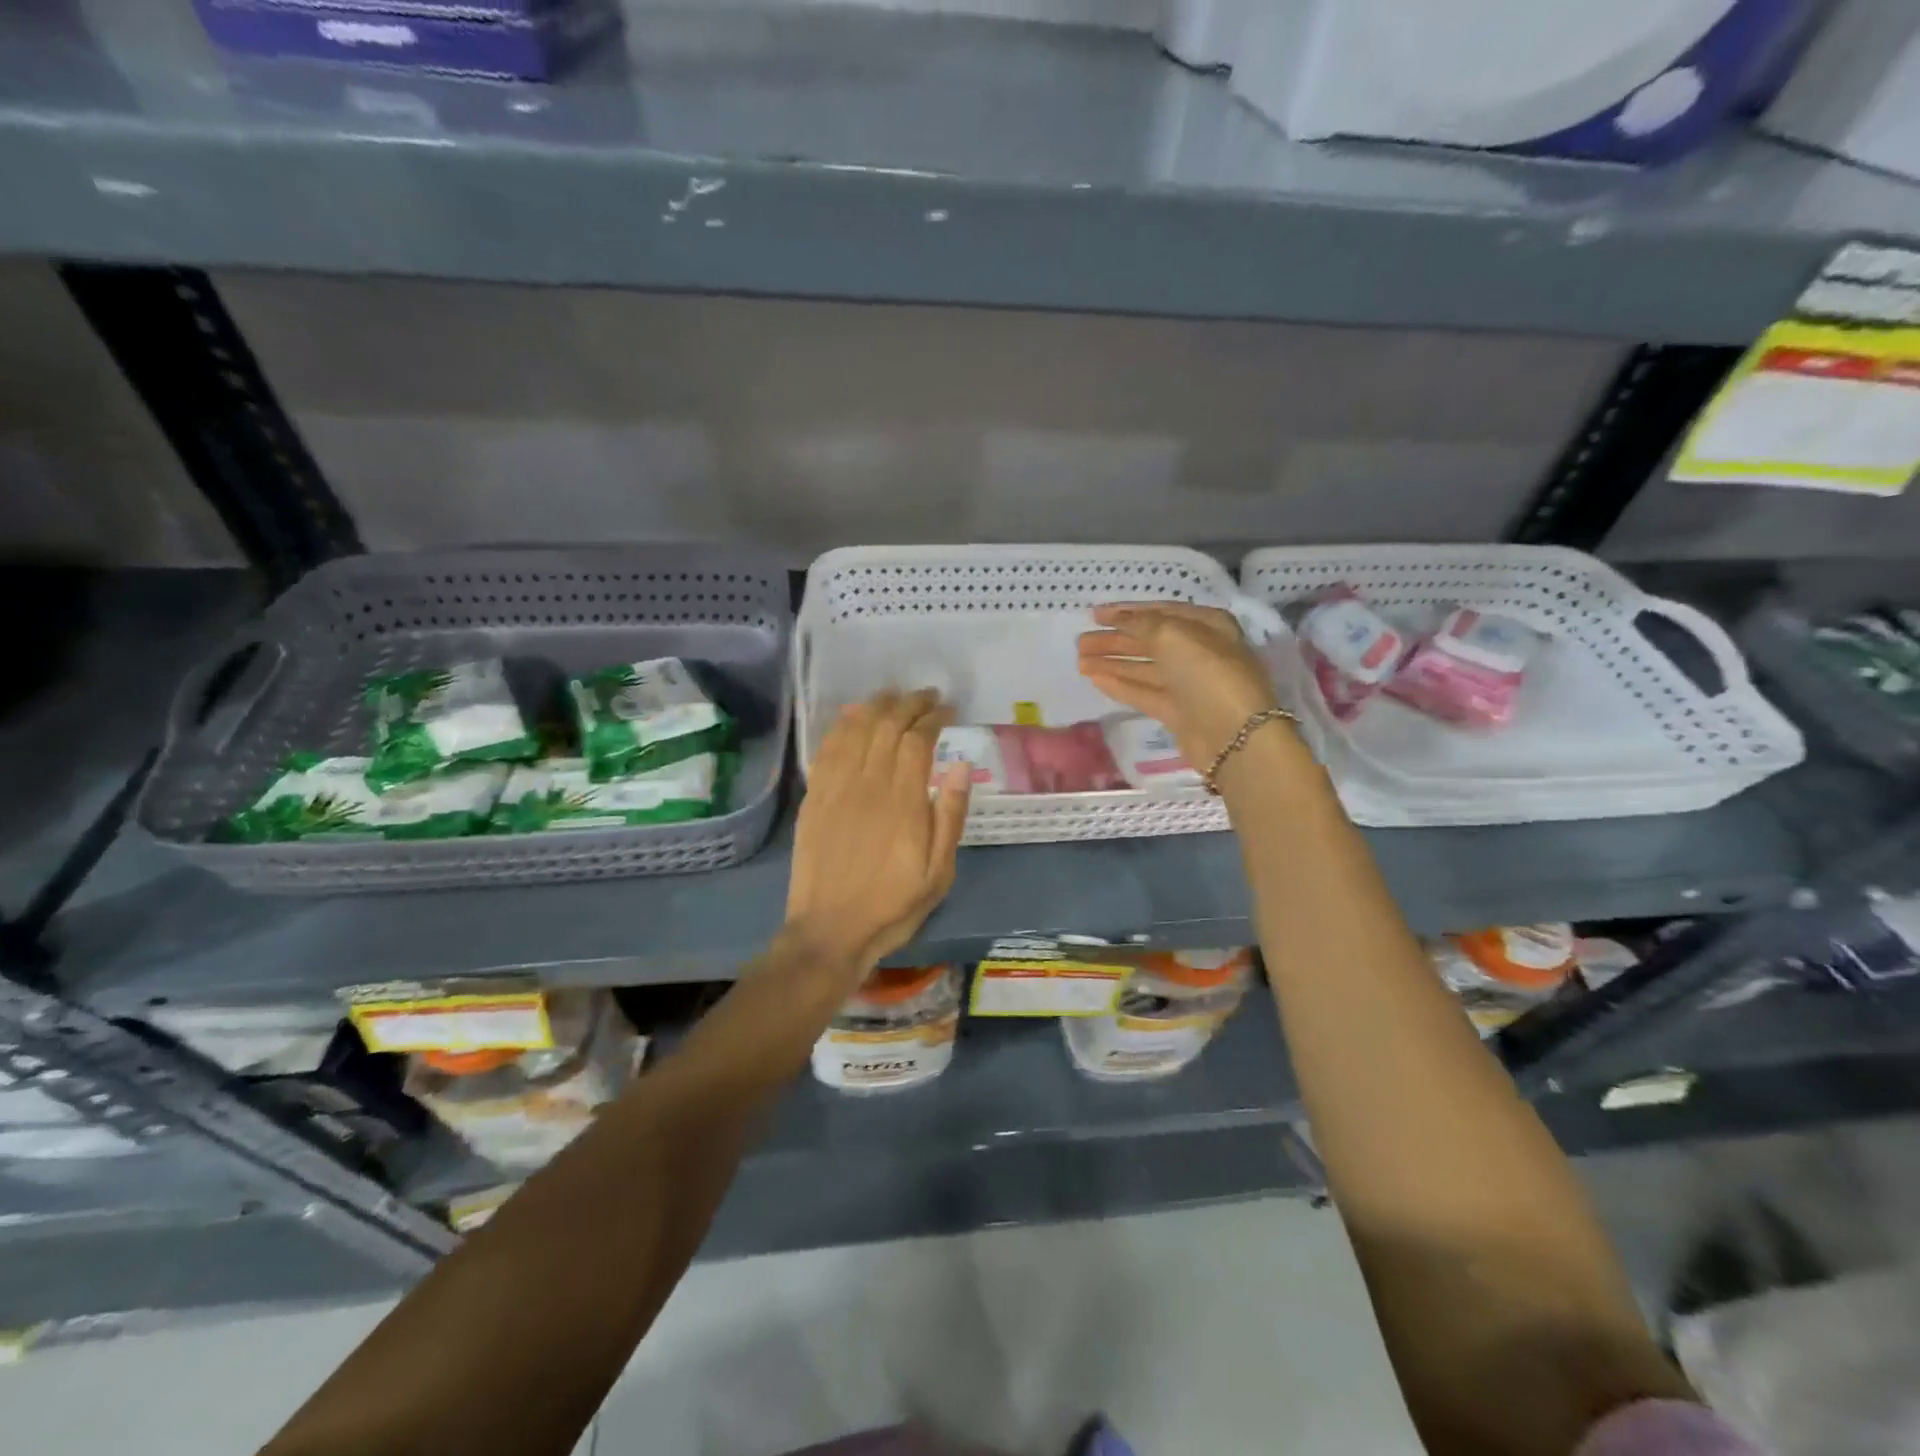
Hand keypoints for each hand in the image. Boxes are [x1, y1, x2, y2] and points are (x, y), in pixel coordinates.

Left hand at [784, 689, 971, 981]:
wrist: (830, 931)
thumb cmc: (892, 905)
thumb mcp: (939, 872)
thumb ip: (950, 816)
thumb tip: (960, 766)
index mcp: (903, 801)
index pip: (917, 740)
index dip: (933, 717)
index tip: (947, 709)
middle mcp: (868, 784)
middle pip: (887, 726)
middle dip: (909, 704)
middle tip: (926, 696)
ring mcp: (836, 788)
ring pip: (856, 730)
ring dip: (877, 706)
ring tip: (894, 696)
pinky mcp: (814, 797)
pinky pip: (827, 749)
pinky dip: (842, 725)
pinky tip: (853, 715)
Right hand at [1077, 602, 1286, 771]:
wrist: (1233, 735)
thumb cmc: (1207, 673)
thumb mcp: (1173, 636)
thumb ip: (1141, 623)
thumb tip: (1118, 618)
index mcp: (1206, 625)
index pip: (1160, 612)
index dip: (1126, 612)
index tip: (1095, 614)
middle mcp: (1198, 651)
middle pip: (1149, 641)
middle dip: (1114, 639)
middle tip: (1080, 642)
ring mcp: (1188, 683)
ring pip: (1144, 667)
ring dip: (1112, 662)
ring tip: (1079, 661)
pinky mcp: (1178, 711)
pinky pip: (1144, 692)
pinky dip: (1120, 684)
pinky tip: (1095, 679)